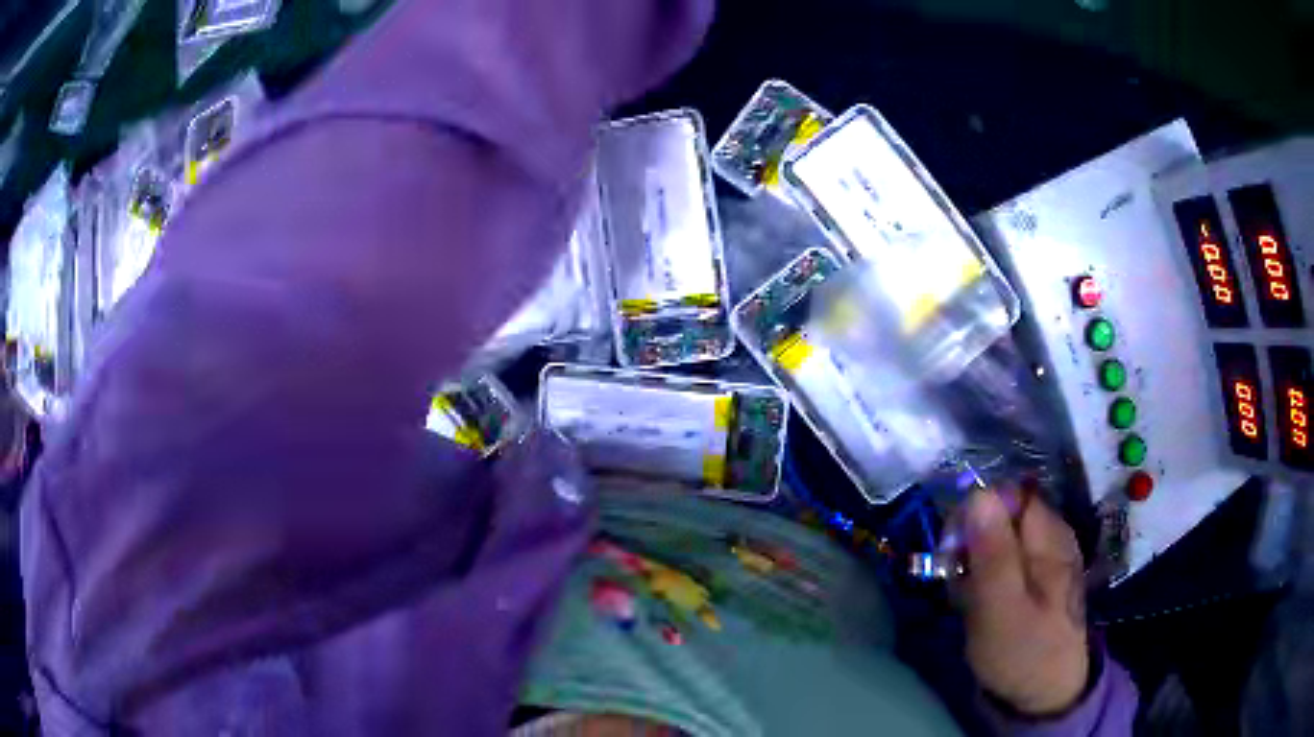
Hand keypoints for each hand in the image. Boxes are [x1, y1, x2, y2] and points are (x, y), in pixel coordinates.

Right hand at [956, 489, 1089, 715]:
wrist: (1047, 694)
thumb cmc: (1023, 652)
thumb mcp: (1001, 608)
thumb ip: (992, 551)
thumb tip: (978, 493)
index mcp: (1049, 536)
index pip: (1007, 493)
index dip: (975, 511)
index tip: (951, 549)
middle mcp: (1052, 536)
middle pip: (1002, 512)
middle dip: (971, 539)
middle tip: (955, 578)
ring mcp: (1046, 557)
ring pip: (999, 537)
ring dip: (974, 561)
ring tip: (965, 596)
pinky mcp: (1037, 578)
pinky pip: (1005, 559)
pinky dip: (986, 575)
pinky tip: (978, 602)